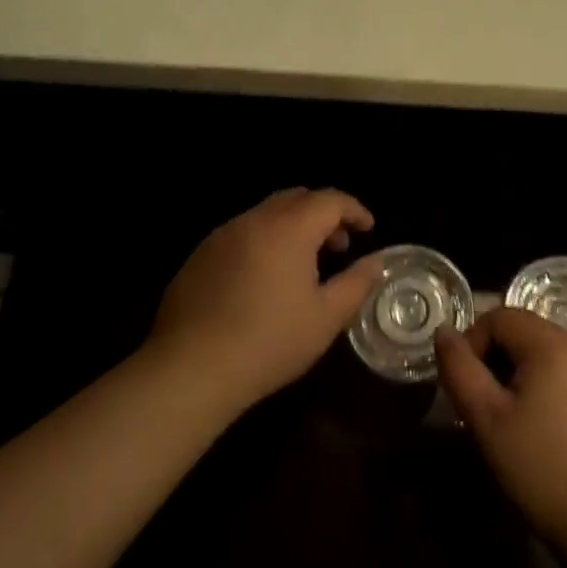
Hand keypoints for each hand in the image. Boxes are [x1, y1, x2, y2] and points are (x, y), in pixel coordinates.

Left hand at [148, 188, 379, 411]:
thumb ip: (356, 283)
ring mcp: (222, 235)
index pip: (330, 200)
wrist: (191, 368)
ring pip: (266, 213)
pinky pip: (241, 233)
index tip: (368, 229)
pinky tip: (263, 279)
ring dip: (292, 226)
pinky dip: (263, 241)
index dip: (354, 209)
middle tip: (338, 246)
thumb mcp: (326, 318)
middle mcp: (254, 220)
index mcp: (289, 229)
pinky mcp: (199, 255)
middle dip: (323, 214)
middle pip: (297, 198)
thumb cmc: (269, 342)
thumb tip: (375, 262)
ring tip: (302, 264)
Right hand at [435, 308, 566, 558]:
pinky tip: (540, 431)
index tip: (464, 386)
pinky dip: (543, 388)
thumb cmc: (545, 470)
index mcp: (553, 343)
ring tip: (506, 420)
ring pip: (543, 354)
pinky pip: (565, 374)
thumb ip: (460, 370)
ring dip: (516, 375)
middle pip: (523, 332)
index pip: (500, 316)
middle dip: (493, 359)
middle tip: (481, 405)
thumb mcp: (488, 420)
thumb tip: (444, 332)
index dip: (472, 342)